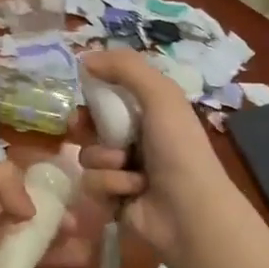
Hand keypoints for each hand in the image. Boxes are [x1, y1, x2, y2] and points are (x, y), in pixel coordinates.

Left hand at [0, 161, 83, 267]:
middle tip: (83, 240)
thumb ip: (0, 183)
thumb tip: (31, 210)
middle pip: (25, 228)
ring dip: (47, 261)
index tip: (74, 208)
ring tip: (76, 264)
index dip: (47, 200)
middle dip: (55, 232)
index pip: (18, 194)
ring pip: (20, 261)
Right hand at [78, 49, 239, 265]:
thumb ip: (125, 68)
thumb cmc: (178, 147)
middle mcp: (136, 137)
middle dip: (86, 125)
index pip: (110, 93)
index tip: (80, 87)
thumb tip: (84, 57)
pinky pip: (92, 183)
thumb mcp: (160, 95)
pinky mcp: (114, 198)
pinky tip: (132, 191)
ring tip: (129, 169)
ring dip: (105, 160)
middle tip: (81, 126)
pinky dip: (110, 185)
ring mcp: (124, 170)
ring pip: (88, 155)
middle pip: (91, 124)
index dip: (93, 90)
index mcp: (150, 111)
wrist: (189, 211)